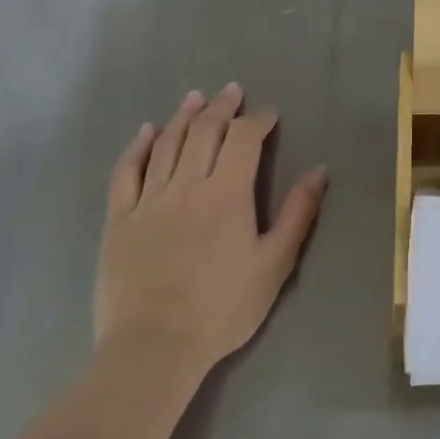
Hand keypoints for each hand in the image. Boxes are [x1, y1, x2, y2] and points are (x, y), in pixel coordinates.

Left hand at [98, 83, 327, 372]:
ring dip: (184, 116)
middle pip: (204, 132)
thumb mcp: (274, 264)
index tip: (269, 114)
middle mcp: (187, 185)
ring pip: (167, 144)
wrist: (154, 347)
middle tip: (232, 91)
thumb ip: (298, 214)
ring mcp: (149, 200)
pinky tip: (146, 131)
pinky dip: (137, 146)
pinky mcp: (120, 219)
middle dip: (222, 108)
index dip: (258, 120)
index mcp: (228, 194)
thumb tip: (319, 170)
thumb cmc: (223, 308)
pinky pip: (126, 172)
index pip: (244, 139)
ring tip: (196, 98)